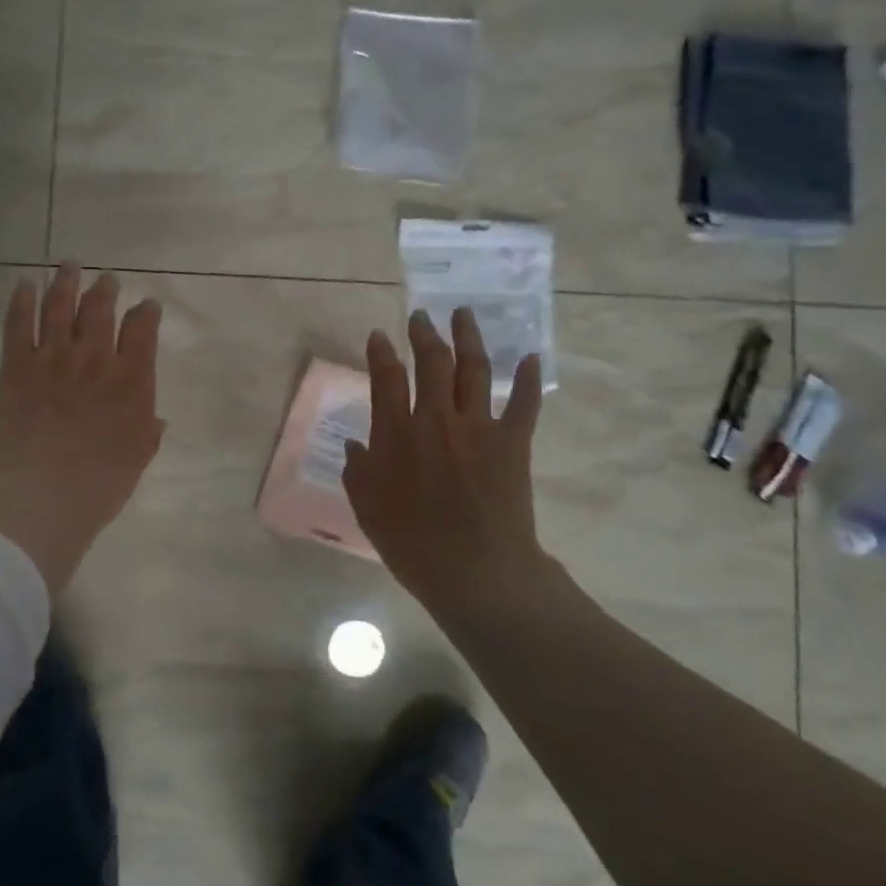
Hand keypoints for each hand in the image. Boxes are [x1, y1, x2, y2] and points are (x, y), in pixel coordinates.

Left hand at [0, 264, 165, 592]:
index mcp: (132, 380)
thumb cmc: (98, 486)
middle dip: (106, 289)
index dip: (146, 312)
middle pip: (100, 308)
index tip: (147, 305)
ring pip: (60, 305)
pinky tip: (24, 284)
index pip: (142, 329)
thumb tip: (156, 419)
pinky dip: (21, 299)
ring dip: (66, 281)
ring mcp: (53, 358)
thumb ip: (149, 432)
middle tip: (107, 279)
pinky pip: (18, 323)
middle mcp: (95, 358)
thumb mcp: (137, 460)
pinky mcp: (16, 365)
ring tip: (69, 264)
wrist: (40, 498)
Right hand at [342, 308, 551, 627]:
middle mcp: (436, 419)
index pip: (386, 378)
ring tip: (464, 314)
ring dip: (468, 338)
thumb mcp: (367, 508)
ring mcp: (478, 427)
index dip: (381, 353)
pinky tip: (529, 356)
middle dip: (424, 334)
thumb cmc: (412, 543)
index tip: (379, 335)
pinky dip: (528, 379)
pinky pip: (524, 403)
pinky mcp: (513, 443)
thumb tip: (356, 445)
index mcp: (396, 434)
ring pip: (474, 369)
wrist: (476, 571)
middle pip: (432, 362)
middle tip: (421, 317)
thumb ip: (358, 471)